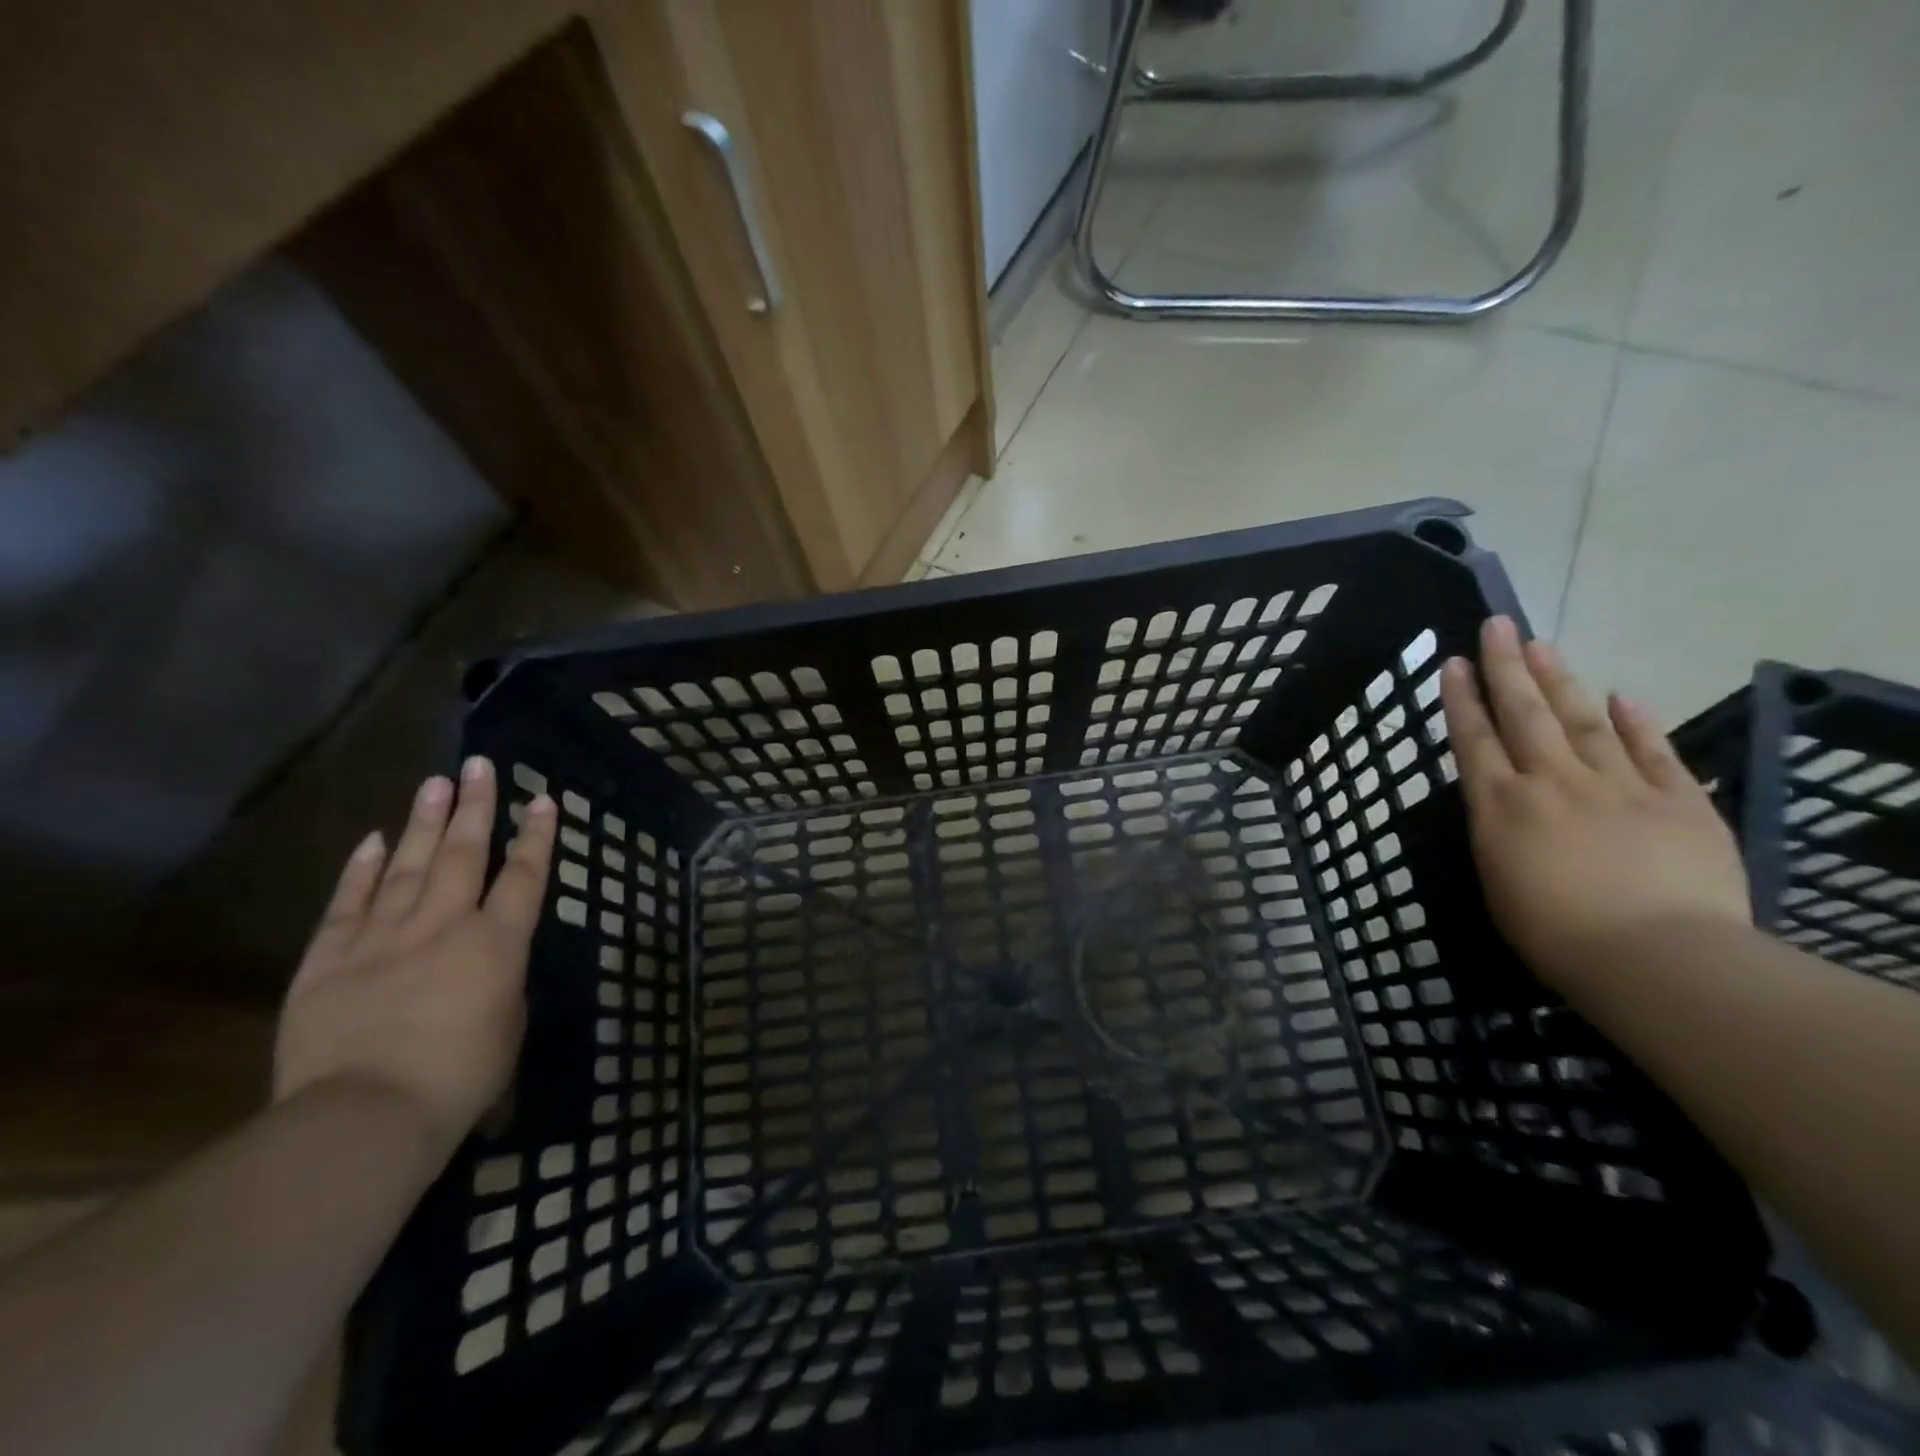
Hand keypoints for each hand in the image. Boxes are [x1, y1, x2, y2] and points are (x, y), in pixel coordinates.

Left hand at [275, 758, 556, 1157]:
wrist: (363, 1117)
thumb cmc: (458, 1080)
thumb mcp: (508, 1028)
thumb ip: (503, 982)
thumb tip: (491, 961)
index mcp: (498, 944)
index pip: (526, 877)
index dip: (537, 836)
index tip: (543, 800)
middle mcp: (445, 925)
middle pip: (466, 854)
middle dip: (476, 806)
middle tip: (480, 765)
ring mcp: (383, 937)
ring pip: (410, 865)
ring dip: (426, 822)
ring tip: (435, 782)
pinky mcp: (330, 959)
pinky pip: (350, 903)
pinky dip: (363, 869)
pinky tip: (375, 839)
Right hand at [1440, 616, 1749, 991]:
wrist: (1657, 956)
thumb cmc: (1555, 934)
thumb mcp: (1498, 884)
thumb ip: (1498, 835)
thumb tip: (1504, 807)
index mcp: (1501, 806)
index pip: (1474, 739)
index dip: (1462, 698)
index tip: (1455, 661)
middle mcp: (1552, 782)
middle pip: (1524, 714)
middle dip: (1506, 668)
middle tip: (1497, 625)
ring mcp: (1618, 786)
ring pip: (1582, 721)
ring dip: (1560, 681)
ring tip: (1542, 646)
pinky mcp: (1679, 802)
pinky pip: (1654, 753)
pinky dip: (1637, 723)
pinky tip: (1623, 697)